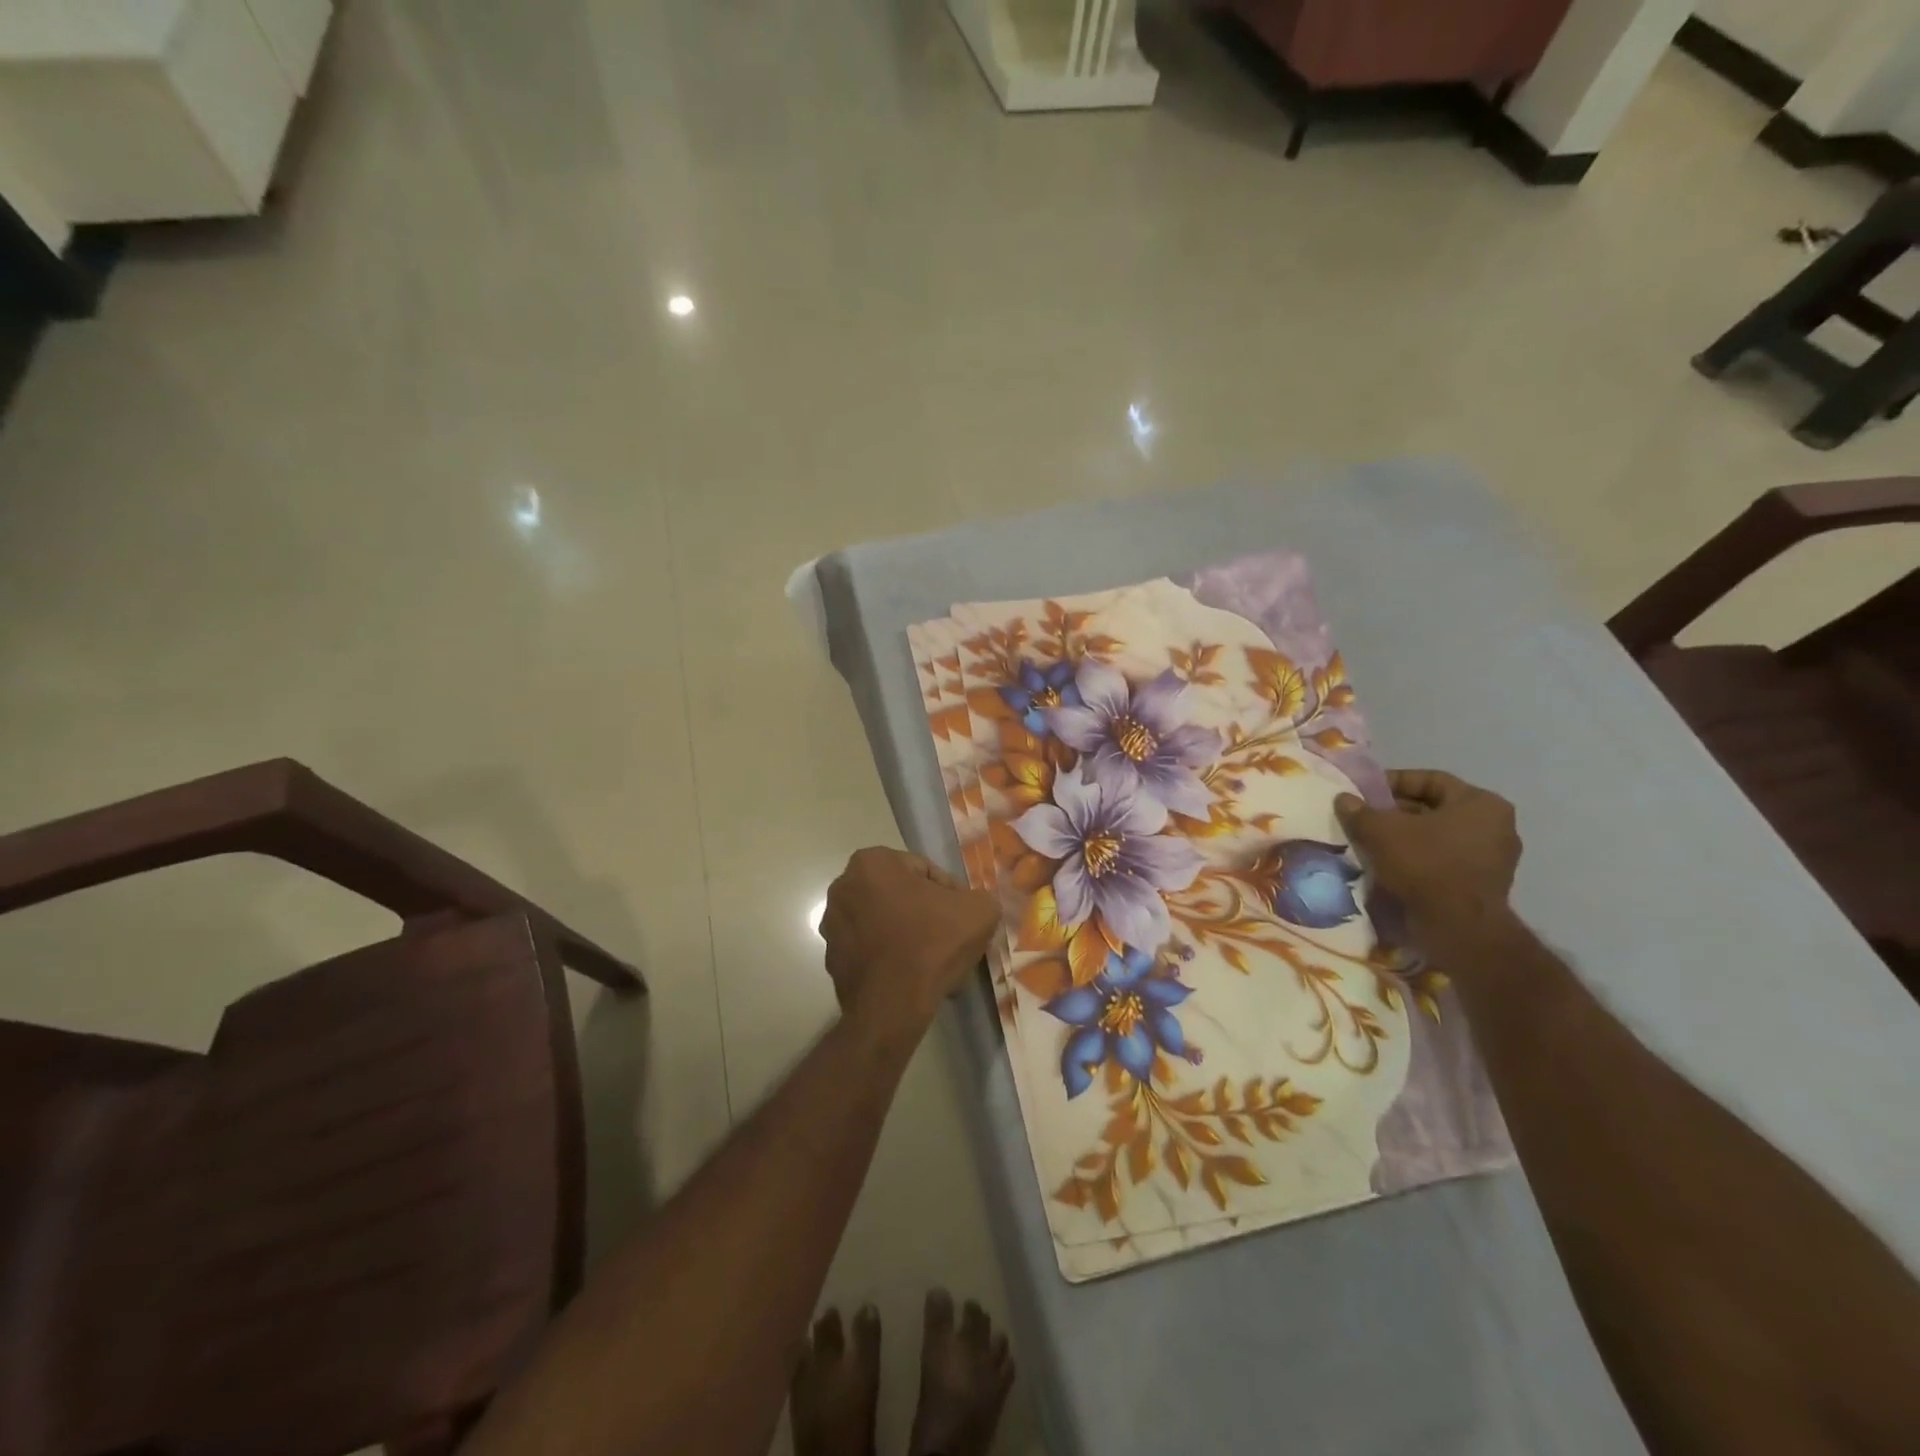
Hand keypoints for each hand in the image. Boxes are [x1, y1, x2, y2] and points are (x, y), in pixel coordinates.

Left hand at [821, 848, 999, 1033]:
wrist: (892, 1005)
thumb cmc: (932, 944)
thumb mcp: (979, 910)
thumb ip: (979, 898)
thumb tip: (972, 906)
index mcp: (873, 862)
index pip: (924, 870)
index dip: (950, 894)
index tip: (962, 918)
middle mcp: (843, 886)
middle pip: (901, 895)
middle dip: (926, 914)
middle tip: (950, 938)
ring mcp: (832, 924)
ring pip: (885, 923)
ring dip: (908, 935)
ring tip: (933, 962)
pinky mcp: (832, 959)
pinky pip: (871, 949)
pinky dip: (890, 957)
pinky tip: (912, 977)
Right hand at [1335, 770, 1521, 944]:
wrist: (1458, 927)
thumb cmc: (1425, 864)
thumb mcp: (1381, 831)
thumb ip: (1360, 811)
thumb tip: (1344, 799)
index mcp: (1481, 803)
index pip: (1431, 780)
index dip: (1393, 782)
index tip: (1365, 793)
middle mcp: (1497, 826)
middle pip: (1436, 809)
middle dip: (1397, 812)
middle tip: (1365, 819)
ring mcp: (1495, 858)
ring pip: (1439, 837)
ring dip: (1406, 837)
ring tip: (1373, 843)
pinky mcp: (1485, 885)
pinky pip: (1445, 860)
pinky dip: (1419, 859)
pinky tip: (1391, 866)